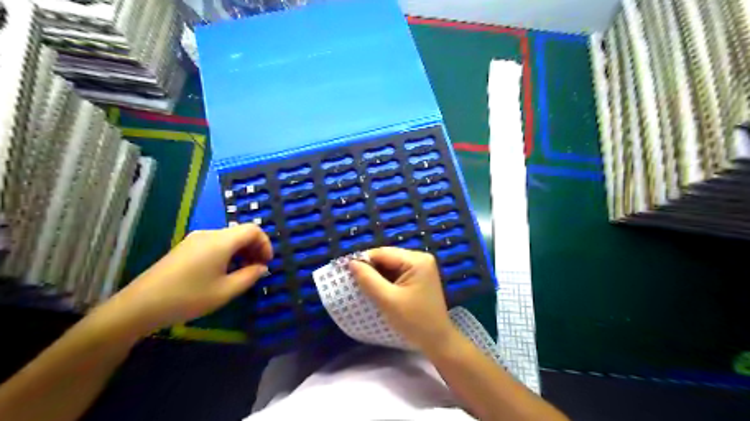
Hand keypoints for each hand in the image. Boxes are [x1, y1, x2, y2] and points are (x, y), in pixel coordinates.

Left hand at [92, 226, 271, 335]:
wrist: (139, 306)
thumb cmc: (188, 298)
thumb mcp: (225, 291)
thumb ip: (249, 276)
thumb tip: (262, 268)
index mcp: (221, 241)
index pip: (253, 230)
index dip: (265, 244)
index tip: (267, 263)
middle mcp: (209, 234)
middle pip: (241, 232)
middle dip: (254, 248)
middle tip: (257, 270)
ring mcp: (194, 240)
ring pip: (228, 238)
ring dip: (241, 252)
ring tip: (242, 273)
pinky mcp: (185, 248)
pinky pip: (215, 244)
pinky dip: (227, 254)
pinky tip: (223, 273)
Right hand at [349, 246, 452, 350]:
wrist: (437, 340)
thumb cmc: (414, 321)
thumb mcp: (387, 300)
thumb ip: (368, 279)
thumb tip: (351, 262)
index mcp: (416, 260)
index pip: (383, 253)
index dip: (364, 261)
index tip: (347, 272)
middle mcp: (420, 258)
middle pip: (387, 257)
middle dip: (371, 268)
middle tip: (354, 282)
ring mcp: (421, 267)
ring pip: (390, 265)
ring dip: (377, 275)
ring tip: (364, 287)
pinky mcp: (419, 276)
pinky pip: (397, 272)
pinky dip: (385, 280)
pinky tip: (378, 289)